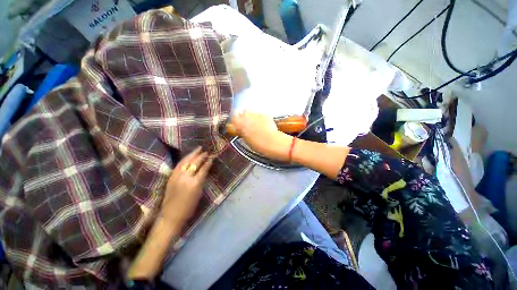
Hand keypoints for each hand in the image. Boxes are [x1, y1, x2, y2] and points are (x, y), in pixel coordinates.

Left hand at [160, 147, 212, 224]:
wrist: (171, 214)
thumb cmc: (189, 206)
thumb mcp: (199, 193)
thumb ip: (202, 180)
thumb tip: (205, 170)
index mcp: (195, 183)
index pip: (203, 169)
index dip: (208, 162)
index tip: (212, 157)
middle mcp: (185, 177)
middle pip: (195, 163)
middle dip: (201, 156)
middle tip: (206, 152)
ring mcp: (177, 176)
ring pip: (186, 161)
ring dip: (193, 154)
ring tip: (198, 149)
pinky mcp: (171, 177)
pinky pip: (179, 164)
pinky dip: (185, 159)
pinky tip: (188, 156)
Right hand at [232, 110, 291, 160]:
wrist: (271, 142)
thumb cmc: (257, 144)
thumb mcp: (245, 139)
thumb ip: (242, 131)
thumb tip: (242, 129)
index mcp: (240, 123)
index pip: (235, 116)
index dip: (237, 119)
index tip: (239, 123)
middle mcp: (247, 116)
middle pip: (245, 111)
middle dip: (247, 116)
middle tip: (250, 123)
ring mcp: (257, 114)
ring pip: (254, 113)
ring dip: (255, 117)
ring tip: (259, 125)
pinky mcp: (266, 114)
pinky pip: (262, 115)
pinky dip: (263, 119)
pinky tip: (266, 125)